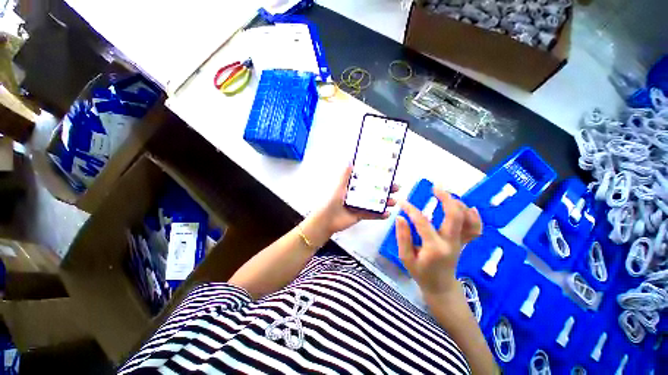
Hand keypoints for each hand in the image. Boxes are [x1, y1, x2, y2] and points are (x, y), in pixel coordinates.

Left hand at [311, 165, 398, 235]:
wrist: (326, 220)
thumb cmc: (332, 201)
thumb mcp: (339, 186)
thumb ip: (345, 174)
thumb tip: (350, 159)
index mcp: (353, 186)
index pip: (368, 180)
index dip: (378, 177)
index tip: (388, 174)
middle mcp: (358, 195)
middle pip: (374, 191)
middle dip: (386, 190)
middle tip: (396, 187)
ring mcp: (360, 205)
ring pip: (376, 203)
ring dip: (385, 202)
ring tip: (394, 201)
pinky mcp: (360, 215)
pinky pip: (372, 215)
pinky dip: (380, 215)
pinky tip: (387, 214)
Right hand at [396, 187, 481, 295]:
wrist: (441, 288)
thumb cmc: (421, 273)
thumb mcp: (406, 257)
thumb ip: (403, 236)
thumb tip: (400, 217)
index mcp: (434, 248)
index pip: (422, 222)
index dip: (411, 209)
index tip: (402, 202)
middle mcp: (451, 243)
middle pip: (455, 215)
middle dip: (446, 198)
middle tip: (435, 187)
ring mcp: (460, 242)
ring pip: (468, 219)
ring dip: (458, 204)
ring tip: (445, 196)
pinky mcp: (464, 243)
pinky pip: (475, 229)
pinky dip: (474, 217)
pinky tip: (469, 208)